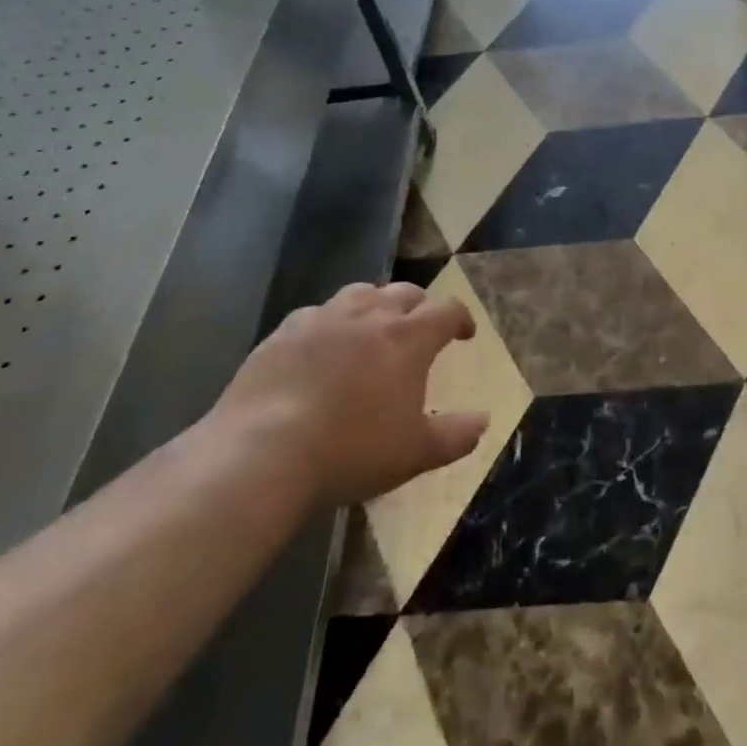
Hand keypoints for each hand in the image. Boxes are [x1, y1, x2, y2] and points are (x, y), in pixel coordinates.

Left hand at [212, 282, 489, 507]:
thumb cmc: (352, 451)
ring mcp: (322, 320)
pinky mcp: (282, 333)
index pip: (446, 311)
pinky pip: (315, 314)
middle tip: (420, 326)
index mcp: (407, 338)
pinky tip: (321, 345)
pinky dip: (329, 322)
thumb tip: (483, 420)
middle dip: (419, 305)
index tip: (464, 334)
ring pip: (358, 293)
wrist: (263, 452)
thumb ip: (455, 435)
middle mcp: (369, 316)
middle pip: (403, 292)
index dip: (460, 318)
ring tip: (373, 325)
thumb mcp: (415, 453)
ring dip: (374, 304)